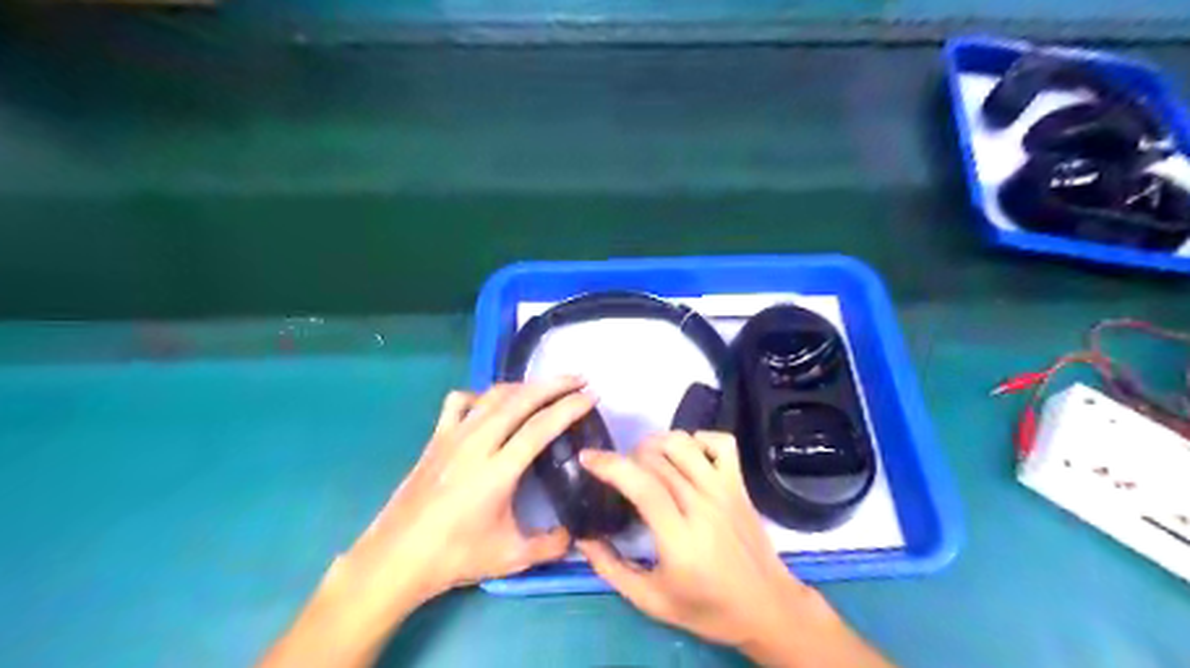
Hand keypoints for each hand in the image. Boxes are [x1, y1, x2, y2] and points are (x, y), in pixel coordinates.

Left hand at [261, 381, 593, 667]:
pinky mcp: (436, 438)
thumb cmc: (455, 557)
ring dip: (523, 386)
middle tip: (578, 379)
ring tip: (545, 387)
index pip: (540, 427)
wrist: (396, 557)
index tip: (591, 396)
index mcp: (498, 471)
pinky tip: (491, 406)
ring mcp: (453, 437)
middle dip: (554, 385)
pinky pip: (460, 402)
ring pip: (492, 396)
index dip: (569, 408)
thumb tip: (576, 536)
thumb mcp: (511, 557)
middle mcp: (476, 444)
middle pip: (520, 400)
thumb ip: (550, 545)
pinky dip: (481, 396)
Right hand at [578, 430, 891, 665]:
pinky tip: (686, 456)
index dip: (610, 465)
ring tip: (646, 462)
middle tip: (618, 475)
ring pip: (684, 443)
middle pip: (657, 459)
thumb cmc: (708, 609)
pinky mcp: (740, 484)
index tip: (587, 458)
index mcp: (679, 537)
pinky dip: (698, 439)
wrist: (768, 608)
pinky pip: (721, 442)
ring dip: (656, 443)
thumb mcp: (651, 601)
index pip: (642, 485)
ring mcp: (725, 490)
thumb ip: (611, 569)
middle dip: (627, 457)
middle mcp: (702, 505)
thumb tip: (582, 538)